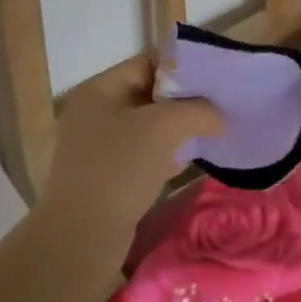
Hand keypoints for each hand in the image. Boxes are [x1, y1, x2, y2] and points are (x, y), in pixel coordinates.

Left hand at [39, 56, 224, 277]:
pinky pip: (142, 154)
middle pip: (149, 94)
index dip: (181, 68)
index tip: (213, 80)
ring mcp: (98, 146)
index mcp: (99, 90)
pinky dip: (166, 154)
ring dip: (177, 129)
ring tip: (209, 133)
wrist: (81, 238)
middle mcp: (95, 112)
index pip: (147, 63)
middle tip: (217, 107)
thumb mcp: (164, 128)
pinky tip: (187, 162)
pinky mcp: (106, 175)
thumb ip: (197, 110)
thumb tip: (219, 116)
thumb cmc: (119, 168)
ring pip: (148, 126)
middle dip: (183, 101)